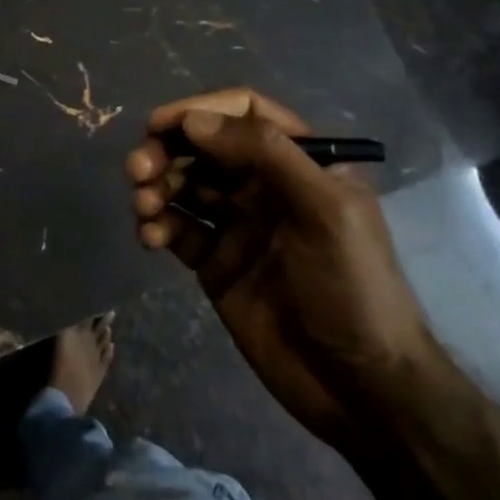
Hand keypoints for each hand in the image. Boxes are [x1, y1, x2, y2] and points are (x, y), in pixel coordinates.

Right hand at [126, 88, 445, 455]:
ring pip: (184, 184)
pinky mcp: (216, 262)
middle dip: (167, 150)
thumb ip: (265, 153)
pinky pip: (178, 229)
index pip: (243, 112)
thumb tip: (194, 119)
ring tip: (144, 206)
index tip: (159, 125)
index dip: (199, 110)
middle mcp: (265, 184)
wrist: (360, 389)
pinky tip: (150, 237)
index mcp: (300, 160)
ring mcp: (238, 223)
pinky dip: (158, 225)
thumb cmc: (354, 288)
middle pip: (204, 146)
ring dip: (157, 186)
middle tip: (139, 170)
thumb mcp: (325, 210)